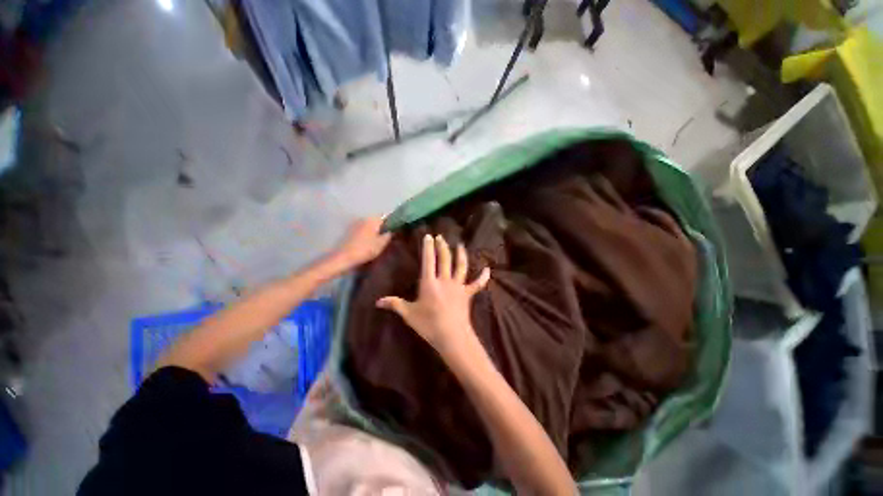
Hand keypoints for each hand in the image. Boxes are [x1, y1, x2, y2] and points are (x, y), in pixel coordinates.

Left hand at [333, 217, 391, 269]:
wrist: (344, 257)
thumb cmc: (366, 249)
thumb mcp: (382, 243)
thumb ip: (389, 235)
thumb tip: (393, 230)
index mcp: (372, 219)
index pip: (385, 217)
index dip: (391, 223)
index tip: (395, 231)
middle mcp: (363, 219)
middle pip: (376, 221)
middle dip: (382, 227)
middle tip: (387, 237)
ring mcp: (355, 224)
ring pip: (369, 225)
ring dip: (374, 231)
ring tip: (378, 241)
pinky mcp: (349, 231)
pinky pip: (362, 230)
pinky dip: (366, 234)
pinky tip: (368, 243)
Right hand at [376, 234, 489, 358]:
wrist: (451, 336)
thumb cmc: (428, 324)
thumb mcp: (409, 314)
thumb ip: (394, 304)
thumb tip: (377, 302)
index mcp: (429, 282)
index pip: (428, 260)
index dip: (428, 247)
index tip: (429, 236)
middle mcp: (445, 280)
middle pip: (444, 259)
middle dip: (442, 246)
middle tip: (441, 237)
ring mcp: (458, 286)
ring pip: (460, 266)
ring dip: (460, 254)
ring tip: (459, 245)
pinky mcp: (467, 294)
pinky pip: (477, 283)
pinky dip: (483, 276)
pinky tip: (488, 269)